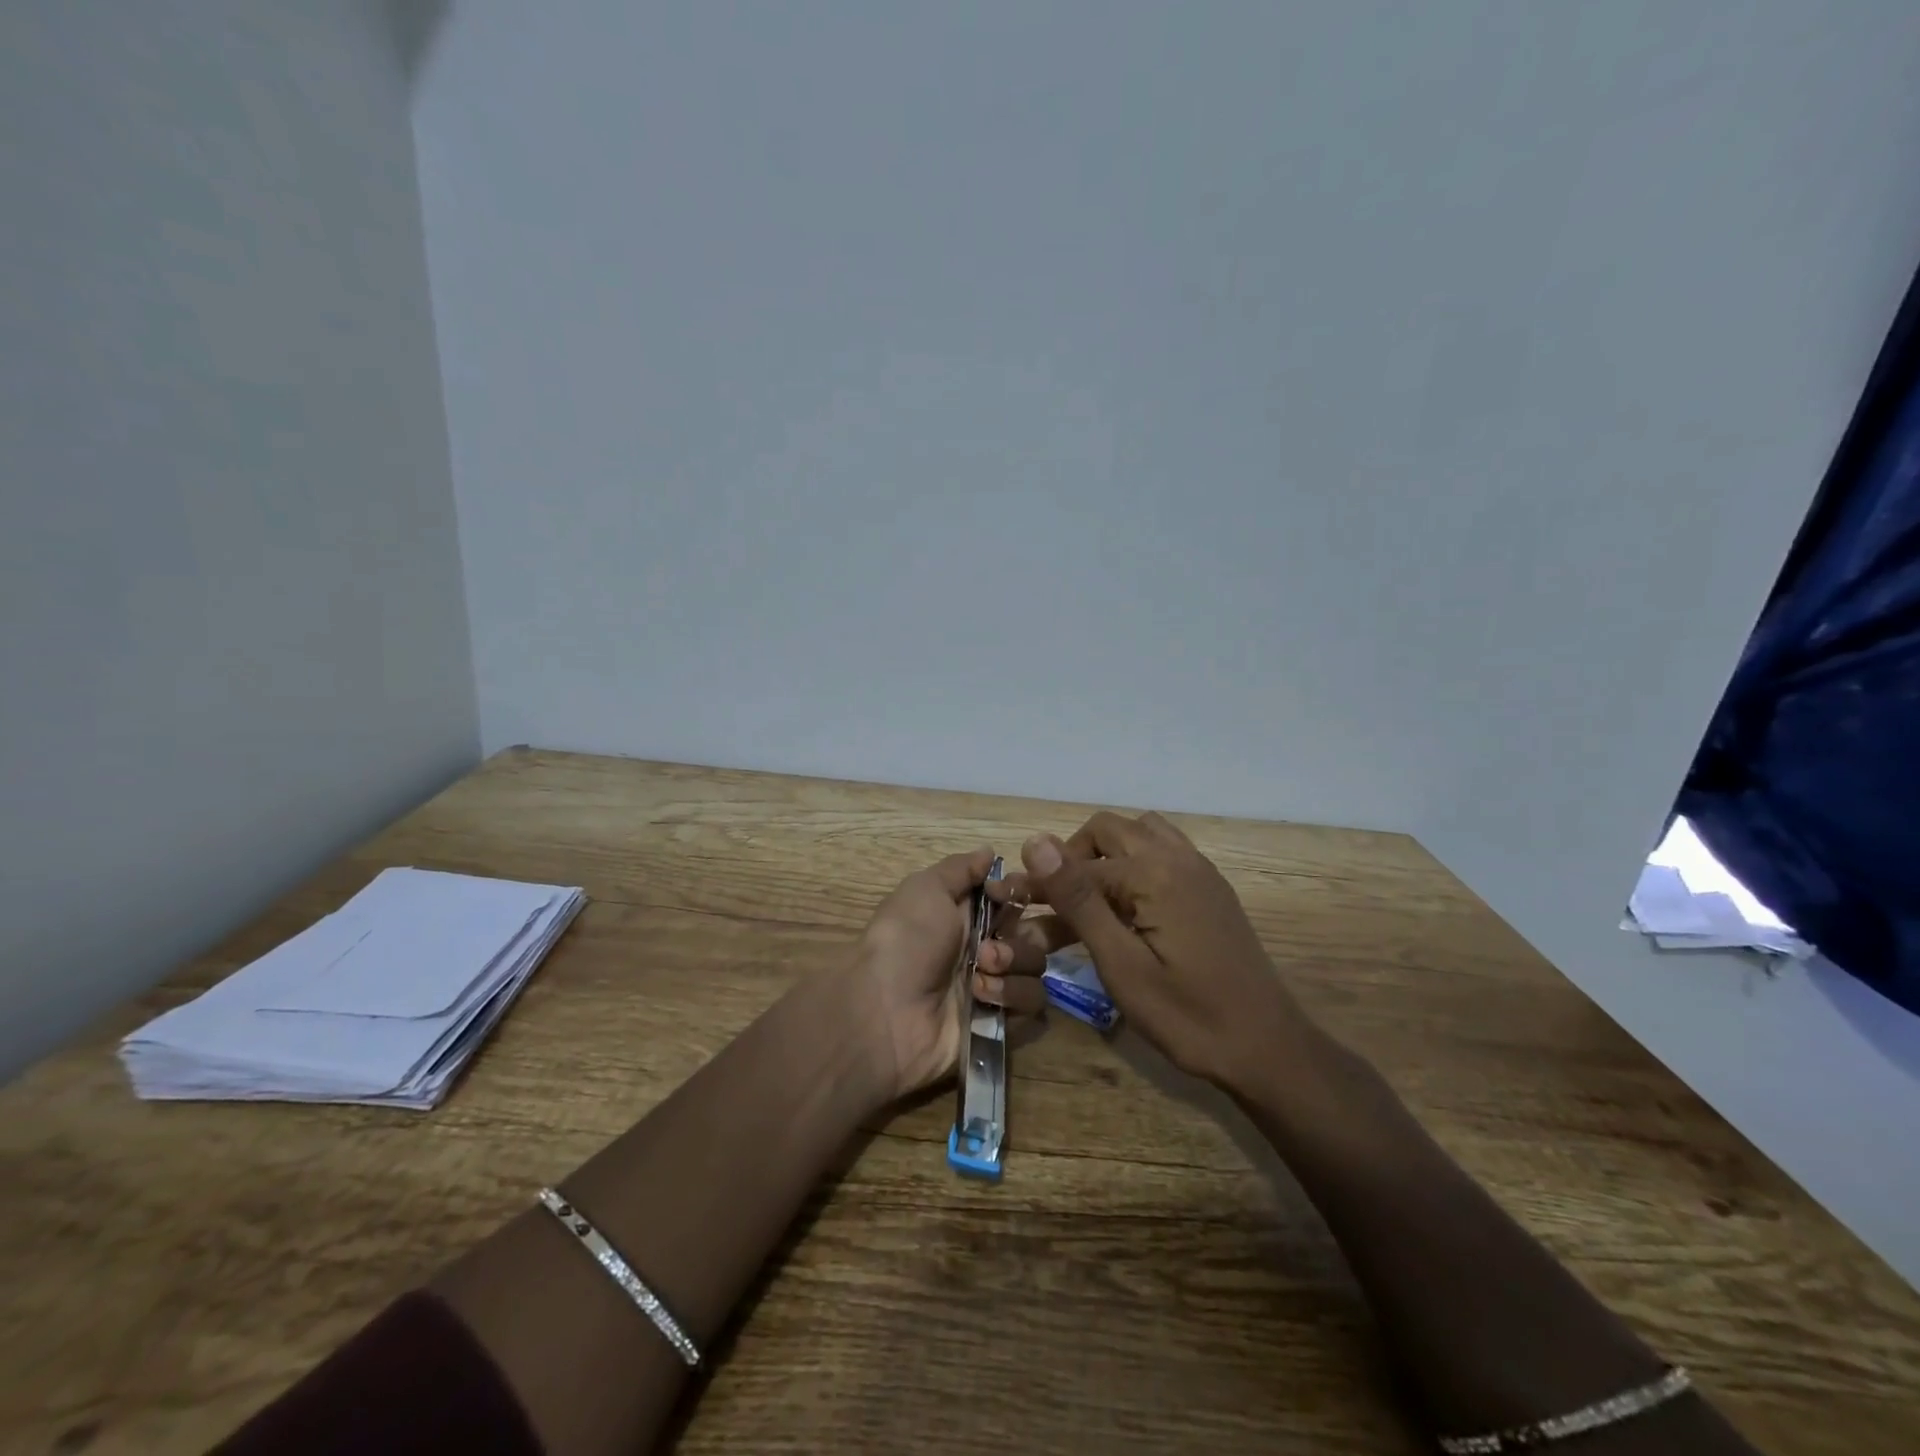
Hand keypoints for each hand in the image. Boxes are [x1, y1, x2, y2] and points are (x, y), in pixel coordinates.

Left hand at [852, 847, 1048, 1099]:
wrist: (885, 1012)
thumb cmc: (905, 940)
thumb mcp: (926, 889)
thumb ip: (961, 869)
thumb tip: (989, 852)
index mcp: (969, 915)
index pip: (1017, 897)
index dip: (1020, 891)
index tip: (1005, 893)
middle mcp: (987, 948)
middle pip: (1039, 933)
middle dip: (1034, 934)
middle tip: (1002, 941)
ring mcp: (995, 988)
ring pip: (1036, 969)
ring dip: (1012, 966)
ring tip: (979, 973)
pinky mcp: (1002, 1026)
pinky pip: (1034, 1010)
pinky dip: (1011, 999)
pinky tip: (981, 999)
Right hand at [1005, 812, 1312, 1090]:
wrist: (1267, 1048)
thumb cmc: (1187, 1015)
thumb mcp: (1120, 964)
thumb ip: (1078, 899)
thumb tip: (1037, 842)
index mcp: (1153, 873)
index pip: (1078, 864)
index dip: (1039, 883)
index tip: (1010, 903)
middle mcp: (1178, 857)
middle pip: (1110, 829)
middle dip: (1074, 857)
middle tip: (1053, 900)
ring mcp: (1200, 870)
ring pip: (1140, 833)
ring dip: (1107, 853)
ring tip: (1090, 896)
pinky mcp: (1211, 888)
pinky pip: (1165, 851)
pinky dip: (1137, 863)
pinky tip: (1128, 904)